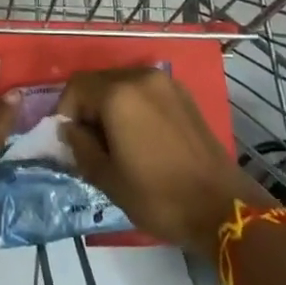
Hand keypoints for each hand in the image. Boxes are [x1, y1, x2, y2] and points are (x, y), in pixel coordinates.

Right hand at [58, 66, 271, 253]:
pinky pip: (144, 91)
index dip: (64, 112)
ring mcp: (165, 84)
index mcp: (119, 94)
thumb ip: (80, 146)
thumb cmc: (158, 196)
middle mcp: (141, 77)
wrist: (221, 207)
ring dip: (109, 106)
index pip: (76, 87)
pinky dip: (132, 106)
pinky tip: (138, 137)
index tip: (67, 141)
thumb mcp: (107, 178)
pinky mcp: (183, 95)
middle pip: (99, 81)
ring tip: (113, 142)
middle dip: (86, 108)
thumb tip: (70, 130)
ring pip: (122, 84)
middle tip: (87, 143)